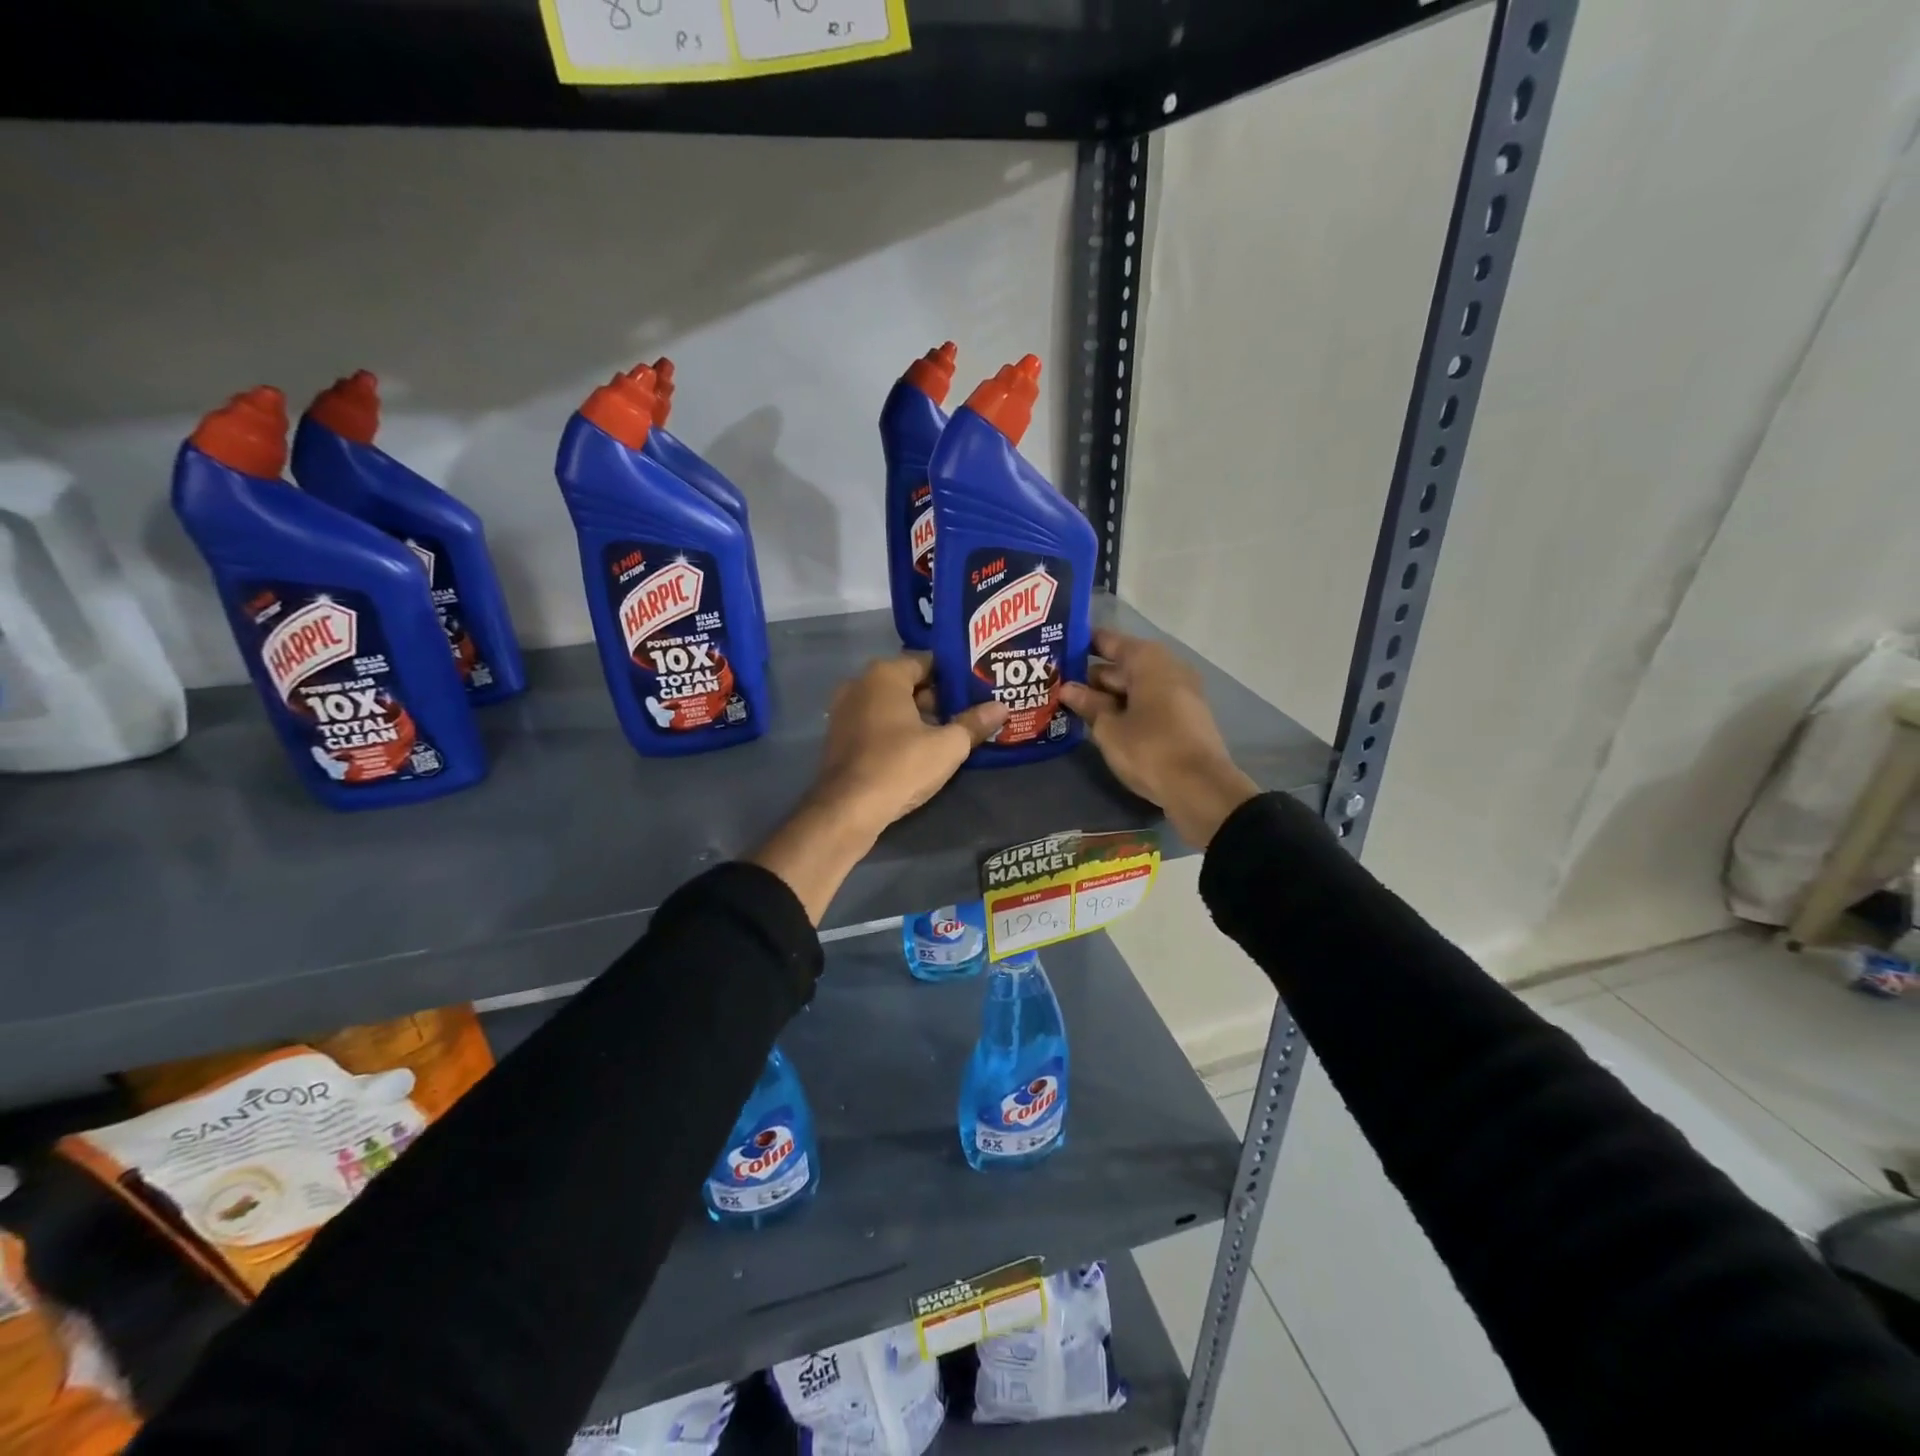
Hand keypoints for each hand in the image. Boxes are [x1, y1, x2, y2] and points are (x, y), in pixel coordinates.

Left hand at [750, 655, 1005, 921]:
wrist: (847, 810)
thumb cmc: (900, 766)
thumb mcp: (948, 746)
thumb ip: (974, 723)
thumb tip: (1001, 707)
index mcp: (884, 675)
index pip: (928, 661)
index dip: (955, 675)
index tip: (979, 688)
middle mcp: (859, 684)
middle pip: (908, 683)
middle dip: (938, 698)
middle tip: (971, 712)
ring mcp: (844, 711)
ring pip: (891, 706)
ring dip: (918, 717)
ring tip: (951, 732)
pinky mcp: (840, 738)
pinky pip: (876, 724)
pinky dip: (897, 731)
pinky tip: (920, 750)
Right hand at [1060, 630, 1259, 847]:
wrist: (1201, 789)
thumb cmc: (1150, 749)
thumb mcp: (1109, 728)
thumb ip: (1088, 704)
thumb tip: (1067, 689)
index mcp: (1147, 660)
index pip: (1107, 641)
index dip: (1080, 645)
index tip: (1054, 651)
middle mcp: (1166, 668)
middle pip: (1121, 665)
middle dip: (1090, 677)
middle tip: (1053, 686)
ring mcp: (1179, 693)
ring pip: (1133, 687)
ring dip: (1106, 697)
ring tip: (1069, 706)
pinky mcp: (1183, 718)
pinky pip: (1147, 704)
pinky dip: (1125, 710)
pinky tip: (1099, 724)